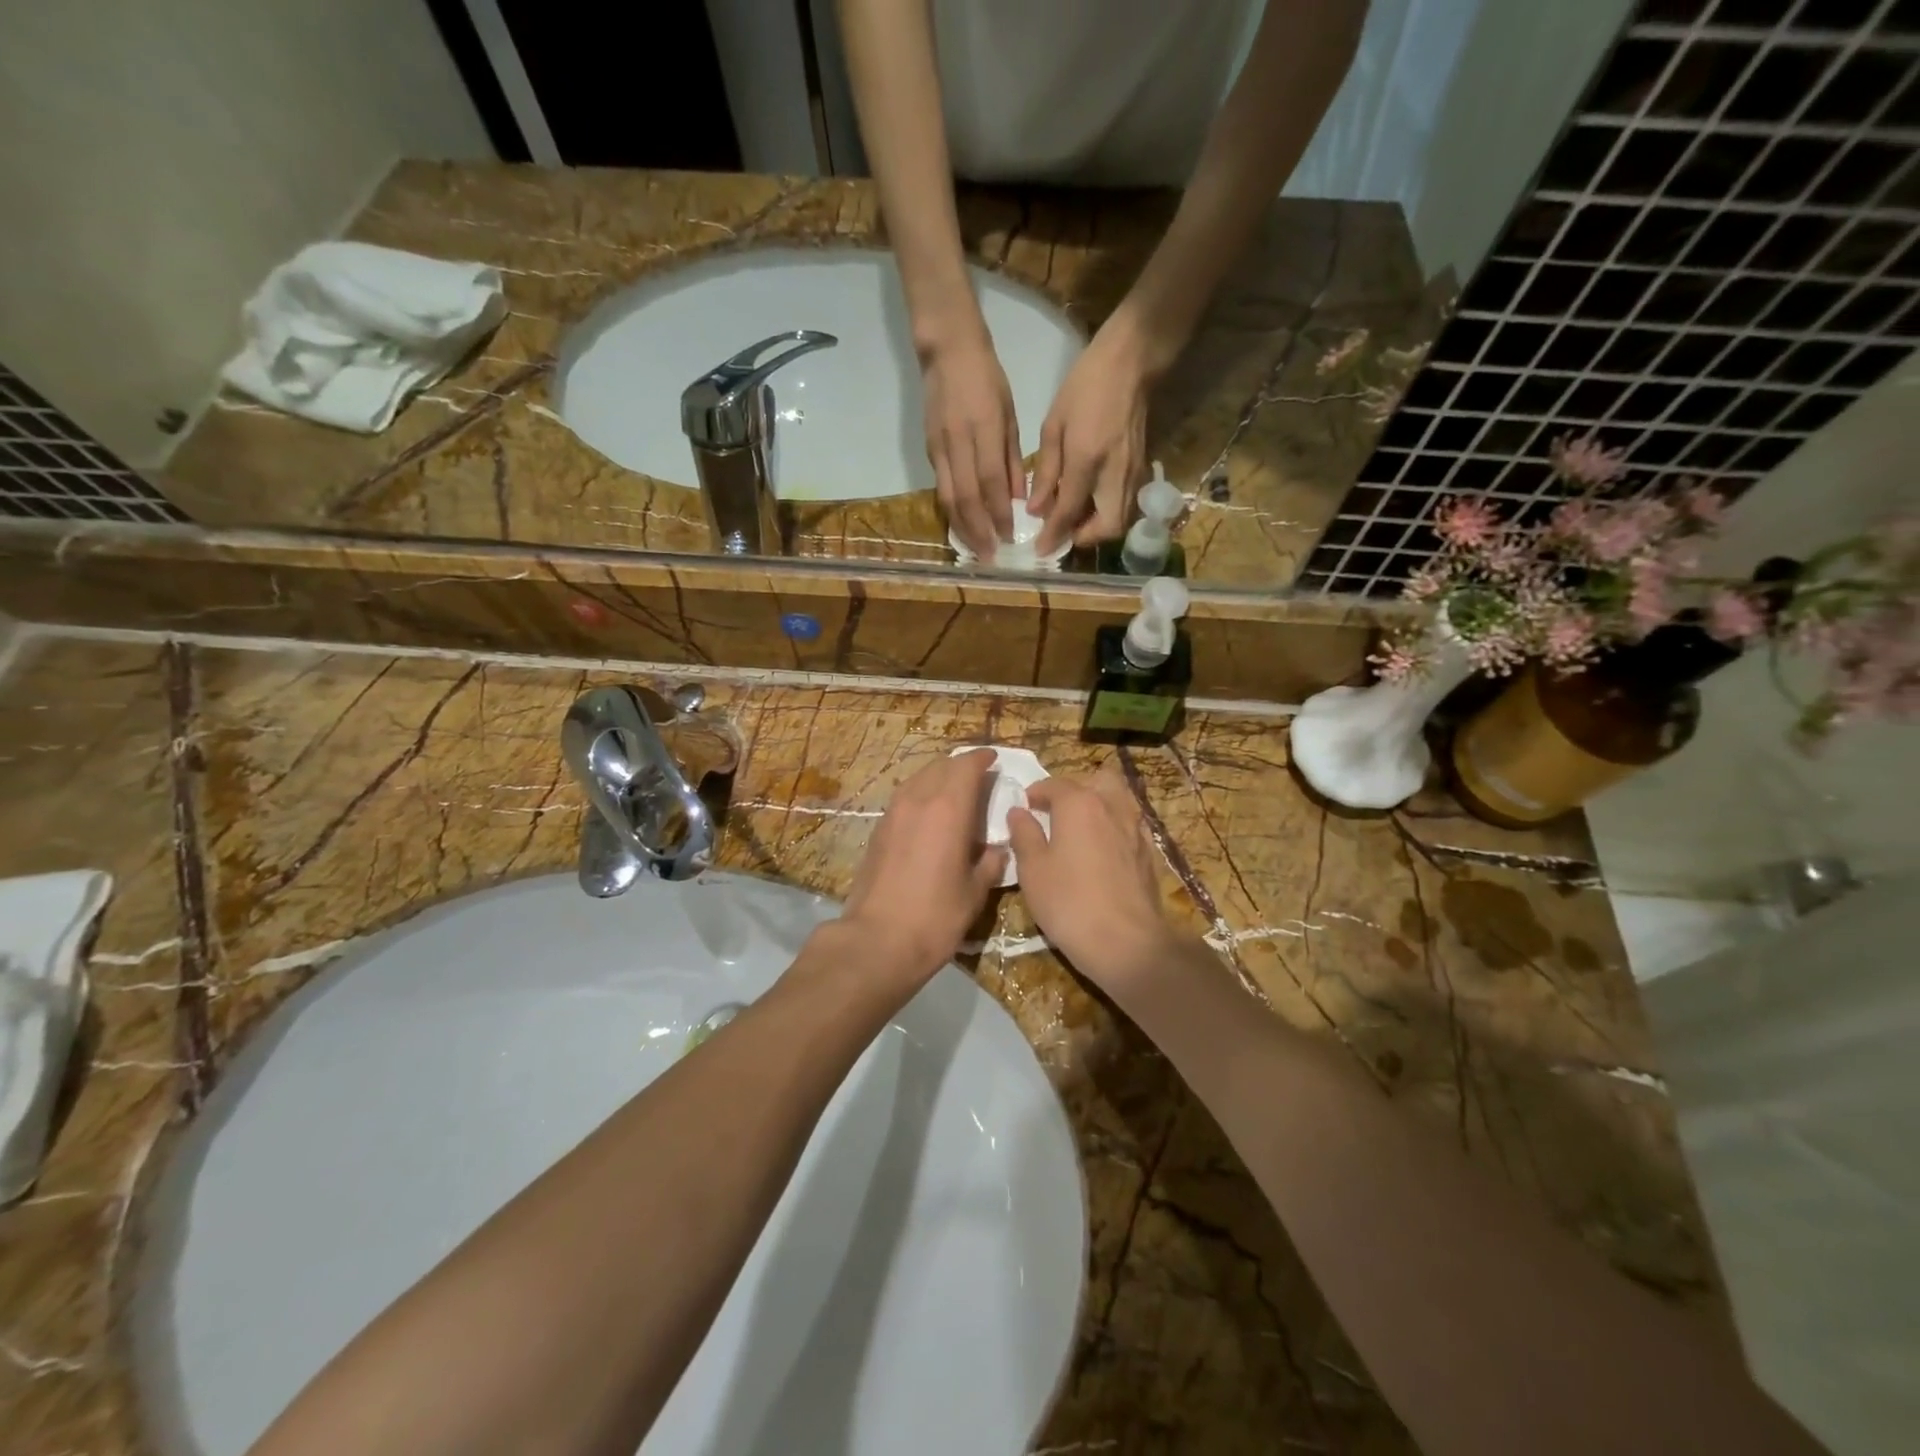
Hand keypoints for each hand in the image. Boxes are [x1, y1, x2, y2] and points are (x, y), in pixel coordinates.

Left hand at [841, 749, 1007, 982]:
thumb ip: (990, 864)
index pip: (966, 766)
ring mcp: (893, 813)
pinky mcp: (878, 830)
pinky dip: (921, 794)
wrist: (877, 940)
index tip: (993, 759)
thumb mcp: (975, 893)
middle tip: (978, 777)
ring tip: (954, 793)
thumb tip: (997, 850)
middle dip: (961, 766)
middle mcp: (918, 800)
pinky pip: (904, 797)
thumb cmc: (935, 916)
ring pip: (918, 778)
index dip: (982, 759)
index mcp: (948, 809)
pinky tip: (930, 816)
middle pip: (941, 766)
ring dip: (938, 777)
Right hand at [921, 334, 1024, 556]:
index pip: (991, 482)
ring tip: (975, 550)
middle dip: (979, 531)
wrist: (947, 351)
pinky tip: (962, 527)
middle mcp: (958, 443)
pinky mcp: (929, 450)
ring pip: (949, 498)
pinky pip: (941, 488)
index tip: (1009, 538)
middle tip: (990, 556)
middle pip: (966, 498)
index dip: (999, 514)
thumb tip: (1019, 499)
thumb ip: (1012, 459)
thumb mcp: (1009, 414)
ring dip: (962, 529)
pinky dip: (952, 512)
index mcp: (983, 430)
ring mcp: (939, 448)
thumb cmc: (987, 379)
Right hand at [1006, 761, 1180, 989]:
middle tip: (1057, 812)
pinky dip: (1115, 827)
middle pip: (1096, 780)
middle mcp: (1111, 806)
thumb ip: (1024, 834)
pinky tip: (1103, 851)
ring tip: (1080, 829)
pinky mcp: (1149, 852)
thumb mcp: (1033, 869)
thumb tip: (1018, 812)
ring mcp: (1136, 828)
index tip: (1024, 808)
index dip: (1035, 793)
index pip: (1054, 784)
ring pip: (1118, 799)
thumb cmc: (1069, 902)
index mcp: (1079, 803)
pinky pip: (1130, 824)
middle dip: (1075, 789)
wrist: (1126, 942)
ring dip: (1099, 804)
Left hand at [1030, 317, 1152, 553]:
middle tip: (1063, 534)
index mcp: (1087, 460)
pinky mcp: (1143, 470)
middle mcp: (1114, 474)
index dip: (1053, 536)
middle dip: (1084, 539)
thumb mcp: (1054, 425)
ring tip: (1074, 520)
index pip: (1068, 512)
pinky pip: (1126, 506)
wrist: (1131, 363)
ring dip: (1097, 530)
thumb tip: (1037, 509)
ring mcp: (1134, 473)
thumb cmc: (1086, 387)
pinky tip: (1091, 504)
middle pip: (1107, 528)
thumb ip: (1046, 472)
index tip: (1040, 550)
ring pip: (1121, 521)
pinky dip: (1108, 514)